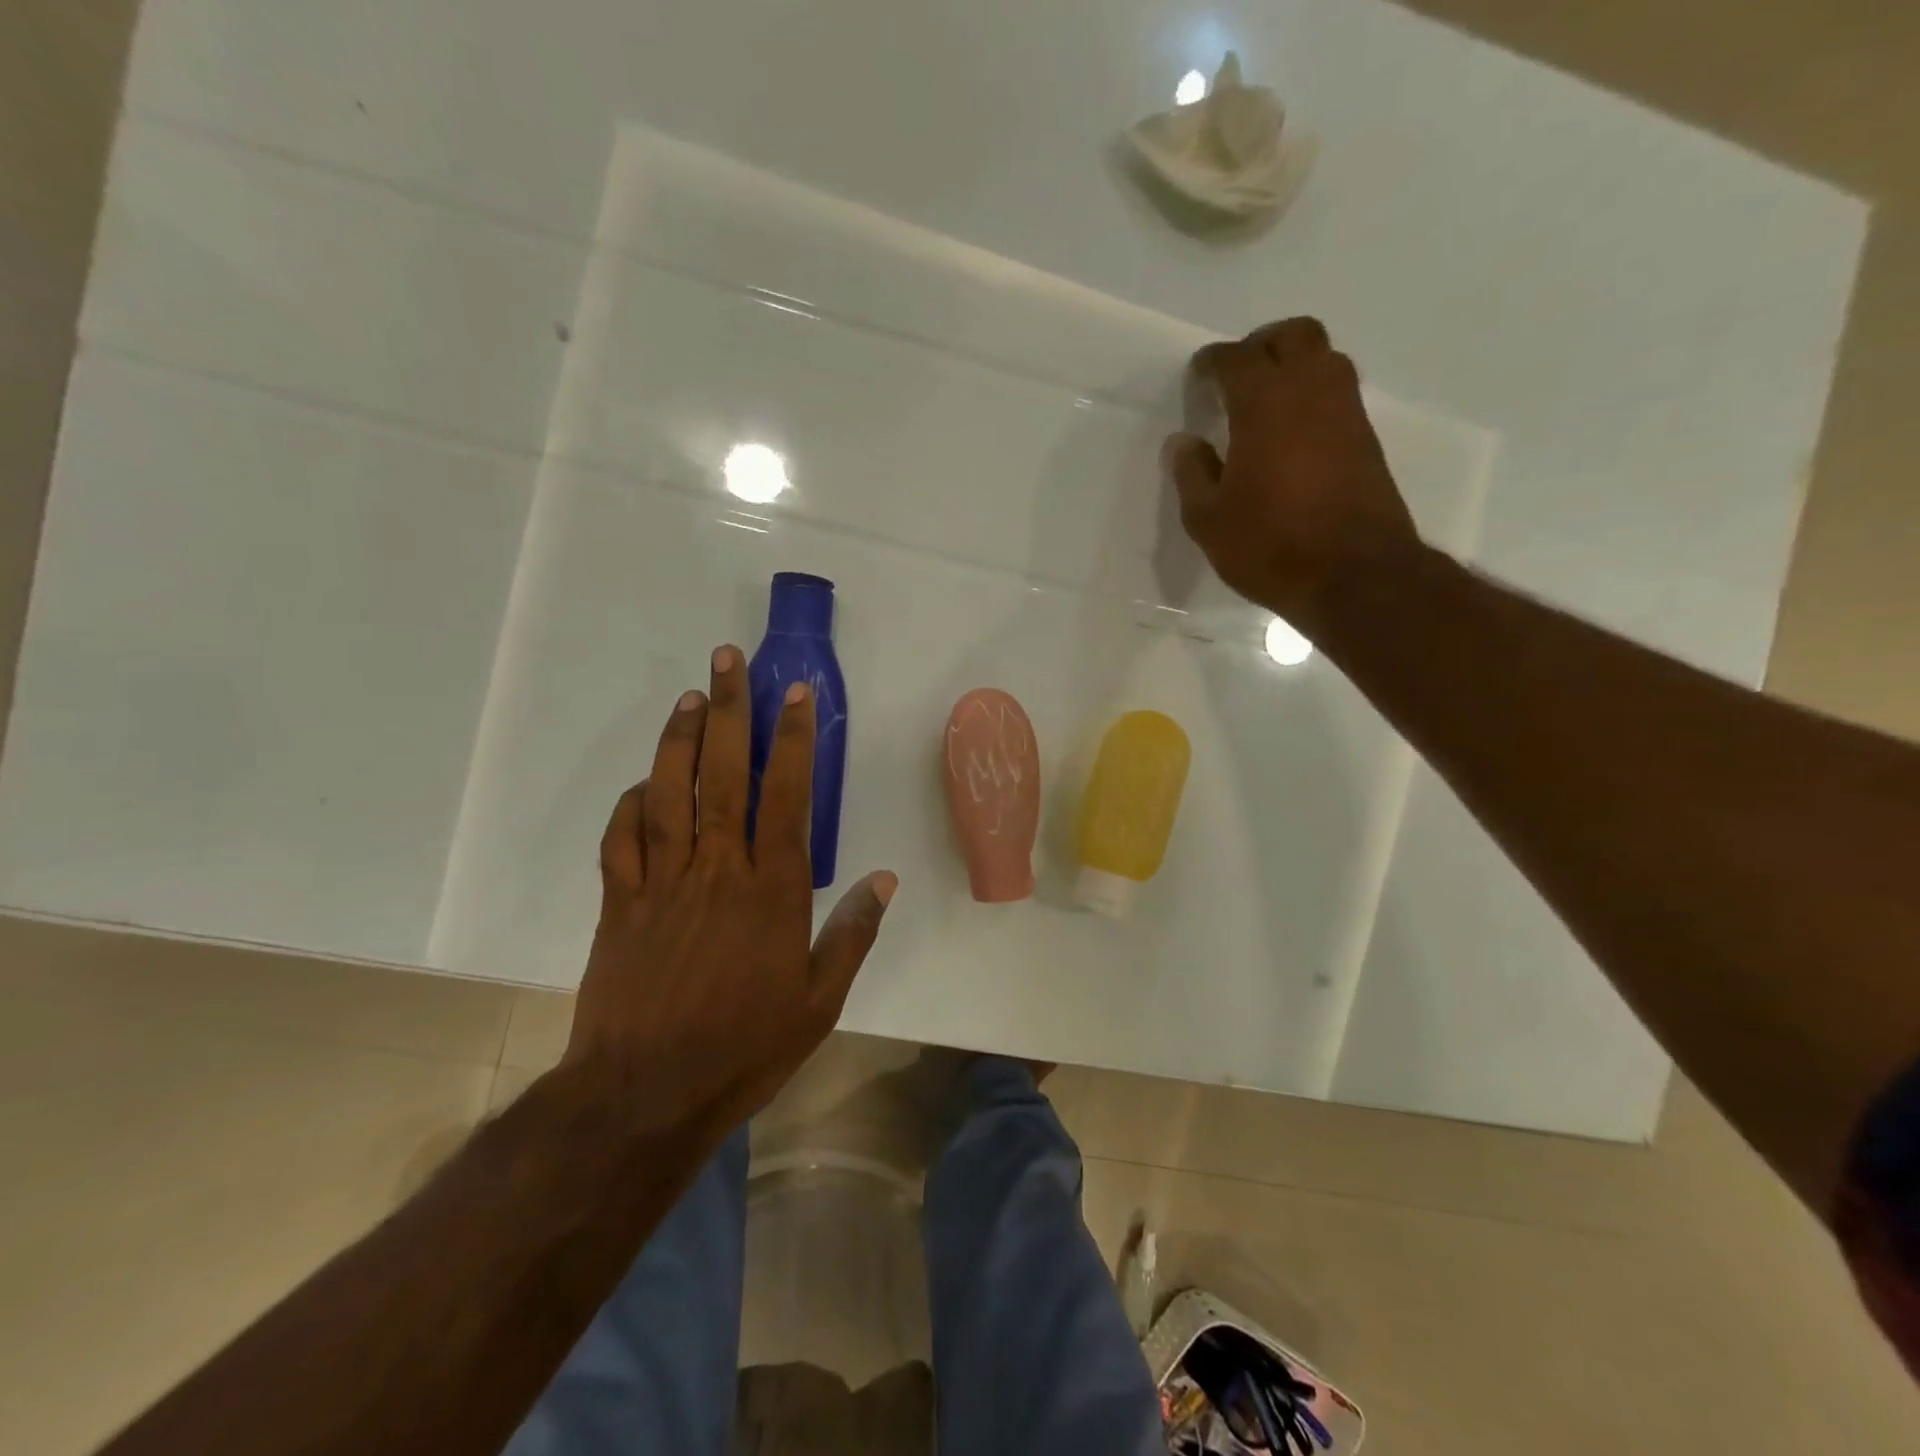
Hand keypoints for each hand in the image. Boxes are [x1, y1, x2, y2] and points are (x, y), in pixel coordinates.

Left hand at [568, 645, 895, 1135]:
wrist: (646, 1093)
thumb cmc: (745, 1046)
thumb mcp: (820, 1001)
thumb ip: (853, 934)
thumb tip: (884, 879)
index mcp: (772, 890)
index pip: (788, 795)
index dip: (793, 739)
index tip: (796, 694)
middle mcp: (719, 869)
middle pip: (724, 775)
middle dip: (730, 712)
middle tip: (728, 661)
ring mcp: (663, 881)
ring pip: (670, 792)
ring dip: (680, 739)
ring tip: (691, 697)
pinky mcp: (621, 902)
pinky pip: (622, 838)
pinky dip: (631, 803)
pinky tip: (643, 783)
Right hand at [1164, 317, 1420, 628]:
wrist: (1354, 574)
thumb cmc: (1269, 545)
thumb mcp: (1208, 519)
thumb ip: (1192, 473)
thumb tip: (1183, 441)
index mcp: (1264, 403)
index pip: (1236, 359)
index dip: (1213, 362)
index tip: (1198, 375)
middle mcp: (1311, 390)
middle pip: (1293, 335)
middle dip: (1261, 345)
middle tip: (1237, 375)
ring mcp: (1346, 411)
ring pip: (1323, 357)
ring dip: (1293, 364)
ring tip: (1266, 400)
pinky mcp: (1366, 437)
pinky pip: (1337, 392)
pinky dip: (1313, 394)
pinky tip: (1292, 431)